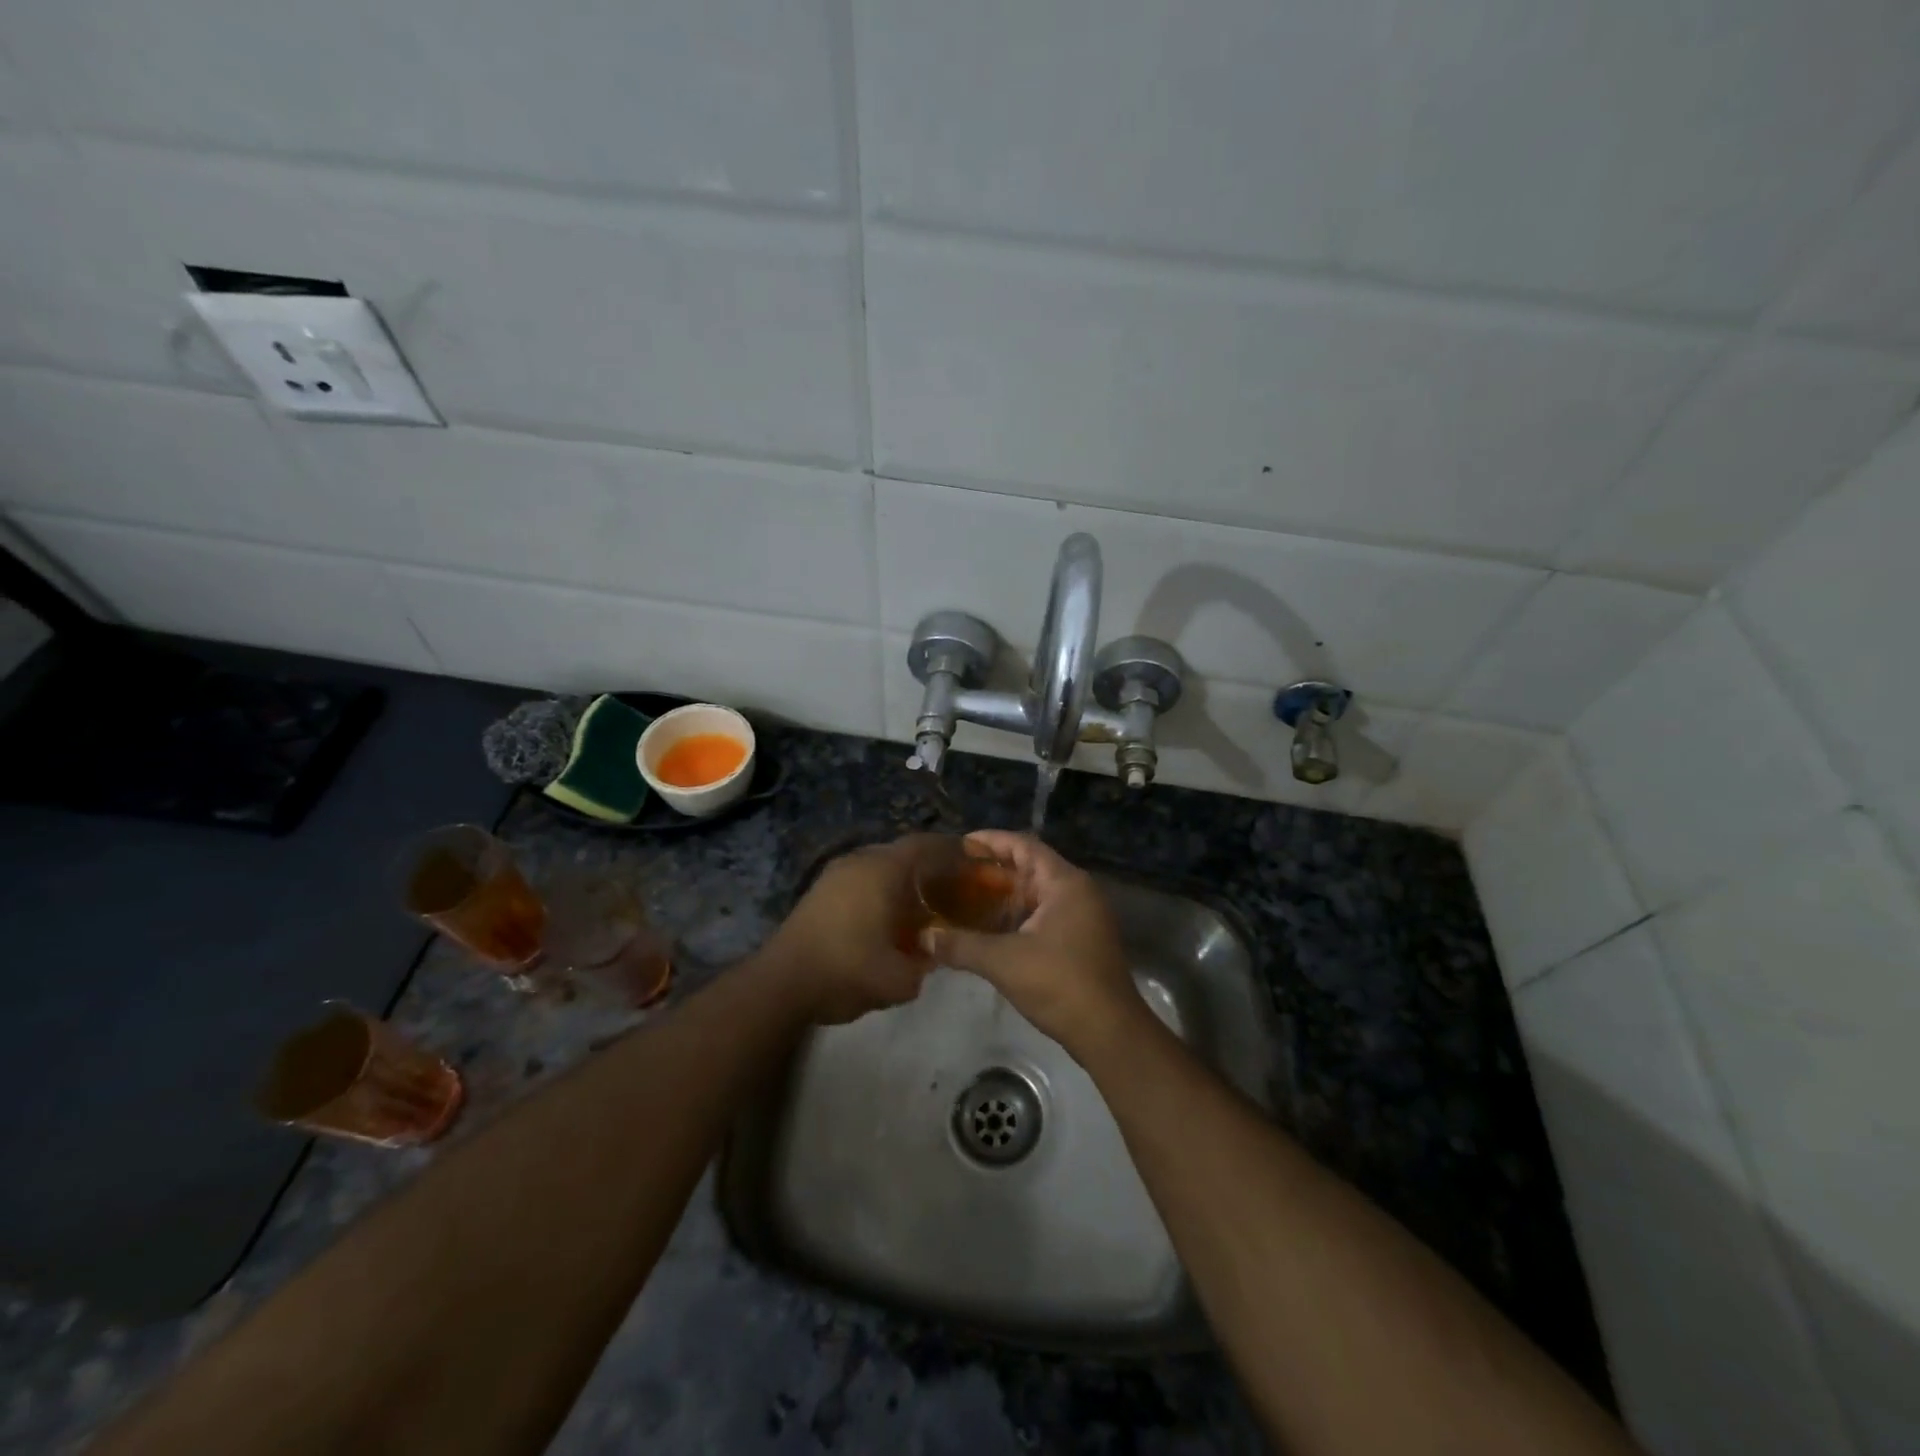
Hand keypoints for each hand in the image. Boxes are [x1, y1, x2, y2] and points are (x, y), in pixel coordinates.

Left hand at [764, 837, 937, 1024]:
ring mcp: (834, 873)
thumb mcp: (900, 980)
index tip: (971, 860)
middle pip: (901, 853)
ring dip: (900, 880)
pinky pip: (859, 879)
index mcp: (883, 869)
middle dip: (927, 866)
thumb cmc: (847, 970)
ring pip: (878, 866)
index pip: (925, 844)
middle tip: (949, 887)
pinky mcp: (819, 890)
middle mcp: (859, 861)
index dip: (951, 849)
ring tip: (919, 905)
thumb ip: (925, 965)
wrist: (782, 983)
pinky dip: (878, 890)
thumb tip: (932, 955)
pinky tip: (885, 918)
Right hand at [920, 831, 1140, 1058]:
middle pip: (1031, 868)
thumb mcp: (1004, 961)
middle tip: (956, 873)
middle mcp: (1077, 892)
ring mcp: (1083, 917)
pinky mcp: (1081, 941)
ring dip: (1004, 896)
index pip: (1024, 846)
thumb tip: (923, 937)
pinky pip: (1043, 915)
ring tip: (966, 898)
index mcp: (1065, 883)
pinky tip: (989, 929)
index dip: (992, 841)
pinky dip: (1017, 916)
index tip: (960, 844)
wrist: (1109, 1032)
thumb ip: (961, 945)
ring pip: (1037, 895)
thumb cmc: (1059, 983)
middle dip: (993, 871)